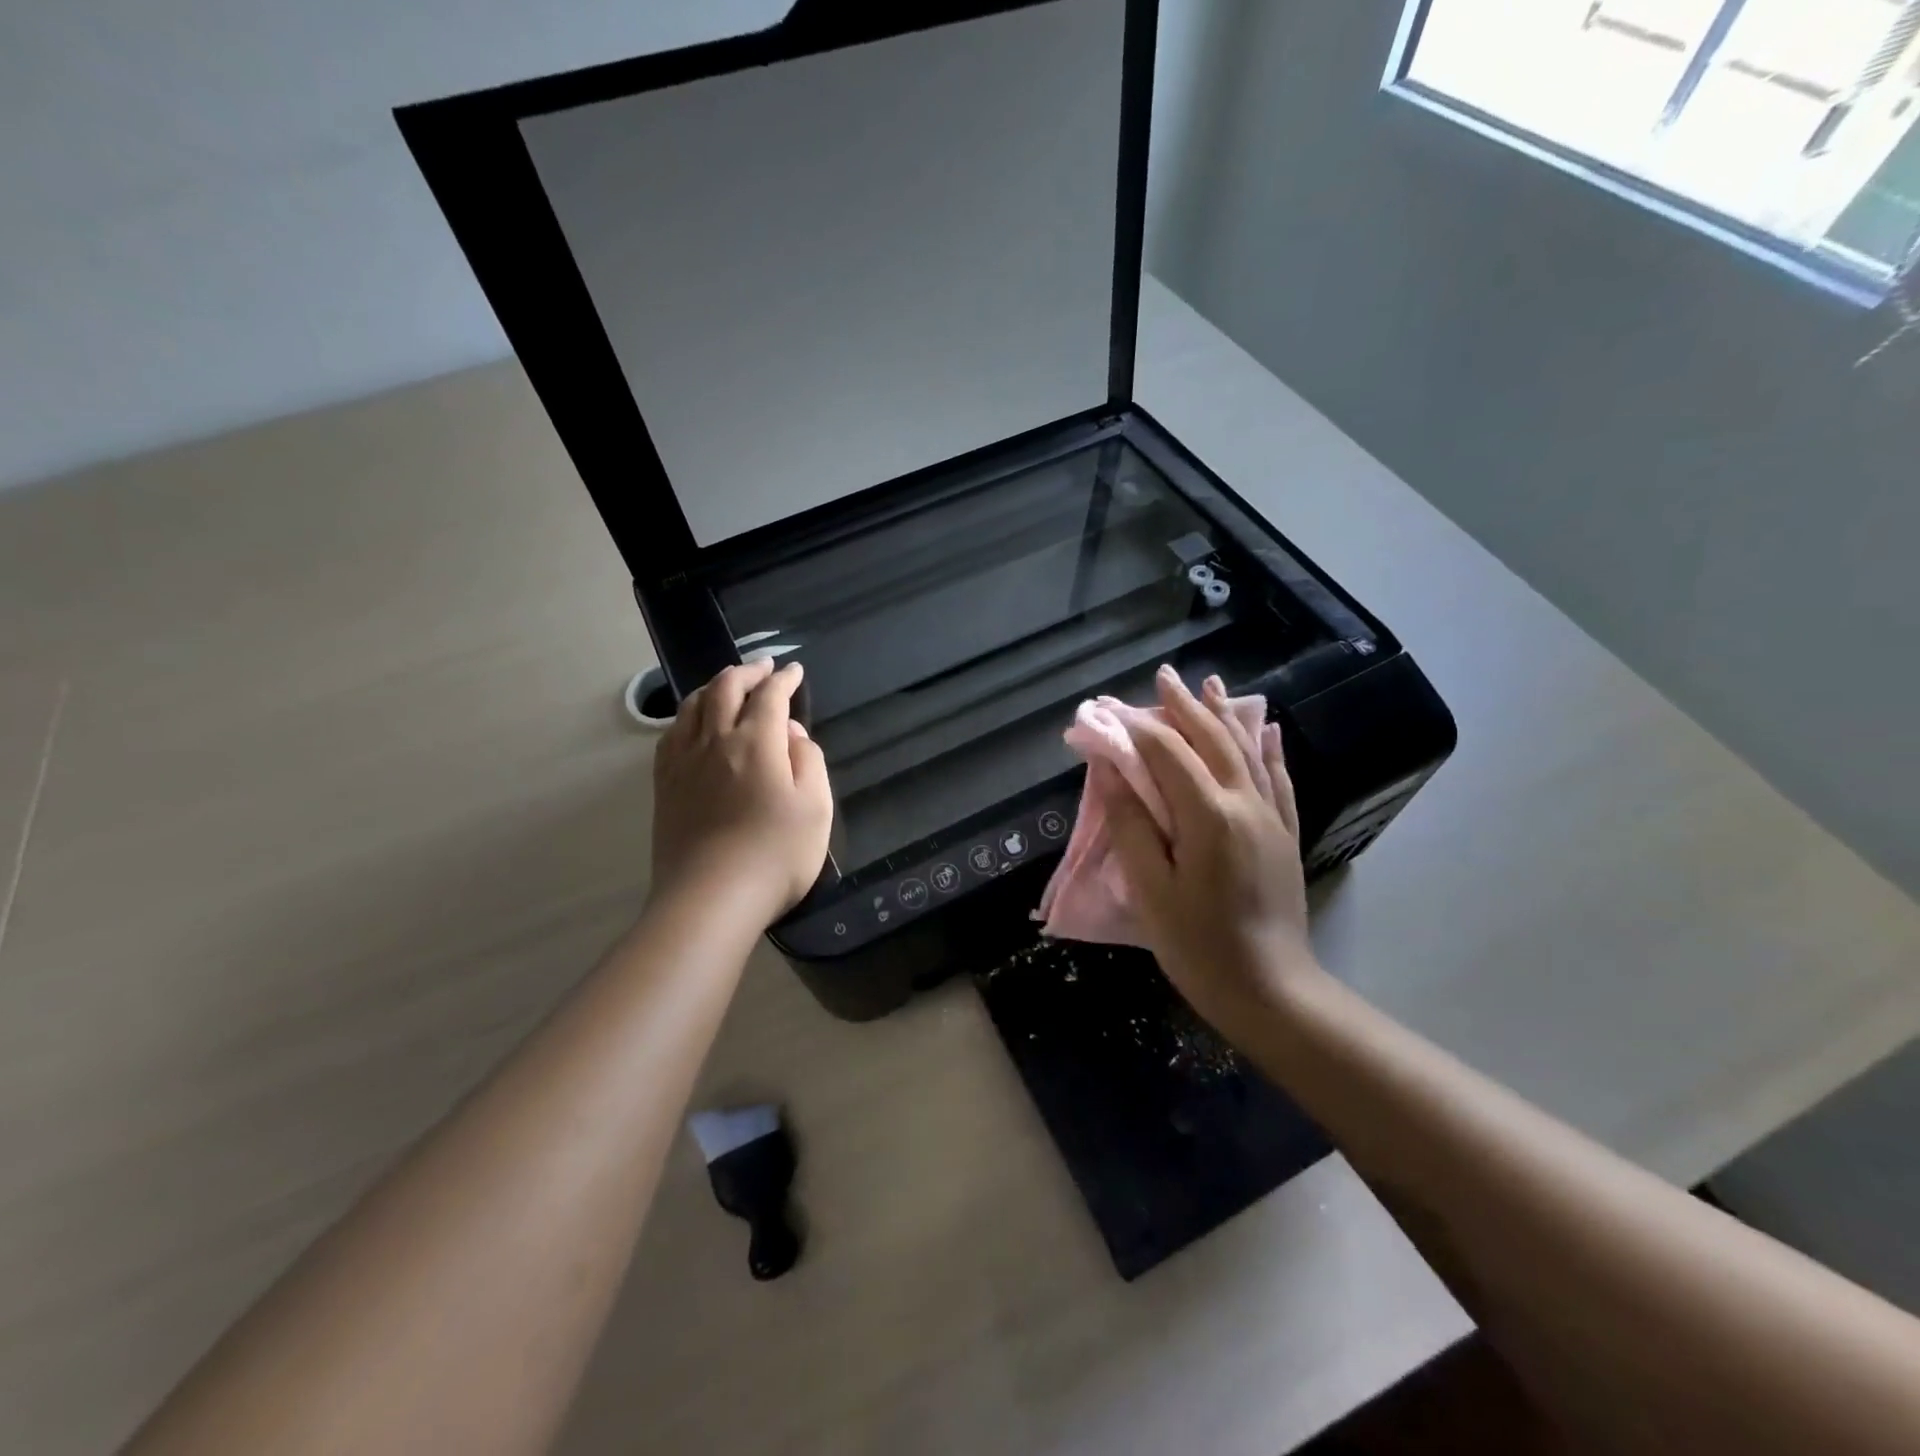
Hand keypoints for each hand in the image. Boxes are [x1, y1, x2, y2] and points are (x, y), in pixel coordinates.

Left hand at [650, 659, 832, 925]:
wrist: (711, 899)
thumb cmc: (776, 855)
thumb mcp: (816, 807)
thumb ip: (809, 761)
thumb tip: (792, 734)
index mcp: (757, 743)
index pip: (770, 696)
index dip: (784, 680)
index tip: (794, 671)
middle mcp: (716, 741)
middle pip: (725, 689)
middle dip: (747, 672)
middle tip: (763, 668)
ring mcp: (684, 762)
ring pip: (693, 706)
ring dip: (714, 687)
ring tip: (727, 686)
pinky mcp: (665, 786)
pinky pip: (671, 735)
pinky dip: (687, 716)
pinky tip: (692, 724)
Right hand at [1104, 666, 1324, 1030]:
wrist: (1271, 990)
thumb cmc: (1198, 945)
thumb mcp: (1151, 889)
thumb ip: (1131, 824)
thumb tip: (1111, 770)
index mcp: (1208, 816)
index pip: (1168, 755)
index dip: (1137, 728)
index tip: (1110, 710)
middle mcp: (1246, 804)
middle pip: (1212, 741)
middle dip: (1185, 706)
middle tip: (1163, 677)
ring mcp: (1272, 818)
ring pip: (1248, 751)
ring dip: (1225, 715)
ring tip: (1210, 685)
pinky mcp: (1285, 835)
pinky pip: (1278, 779)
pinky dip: (1267, 749)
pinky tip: (1266, 730)